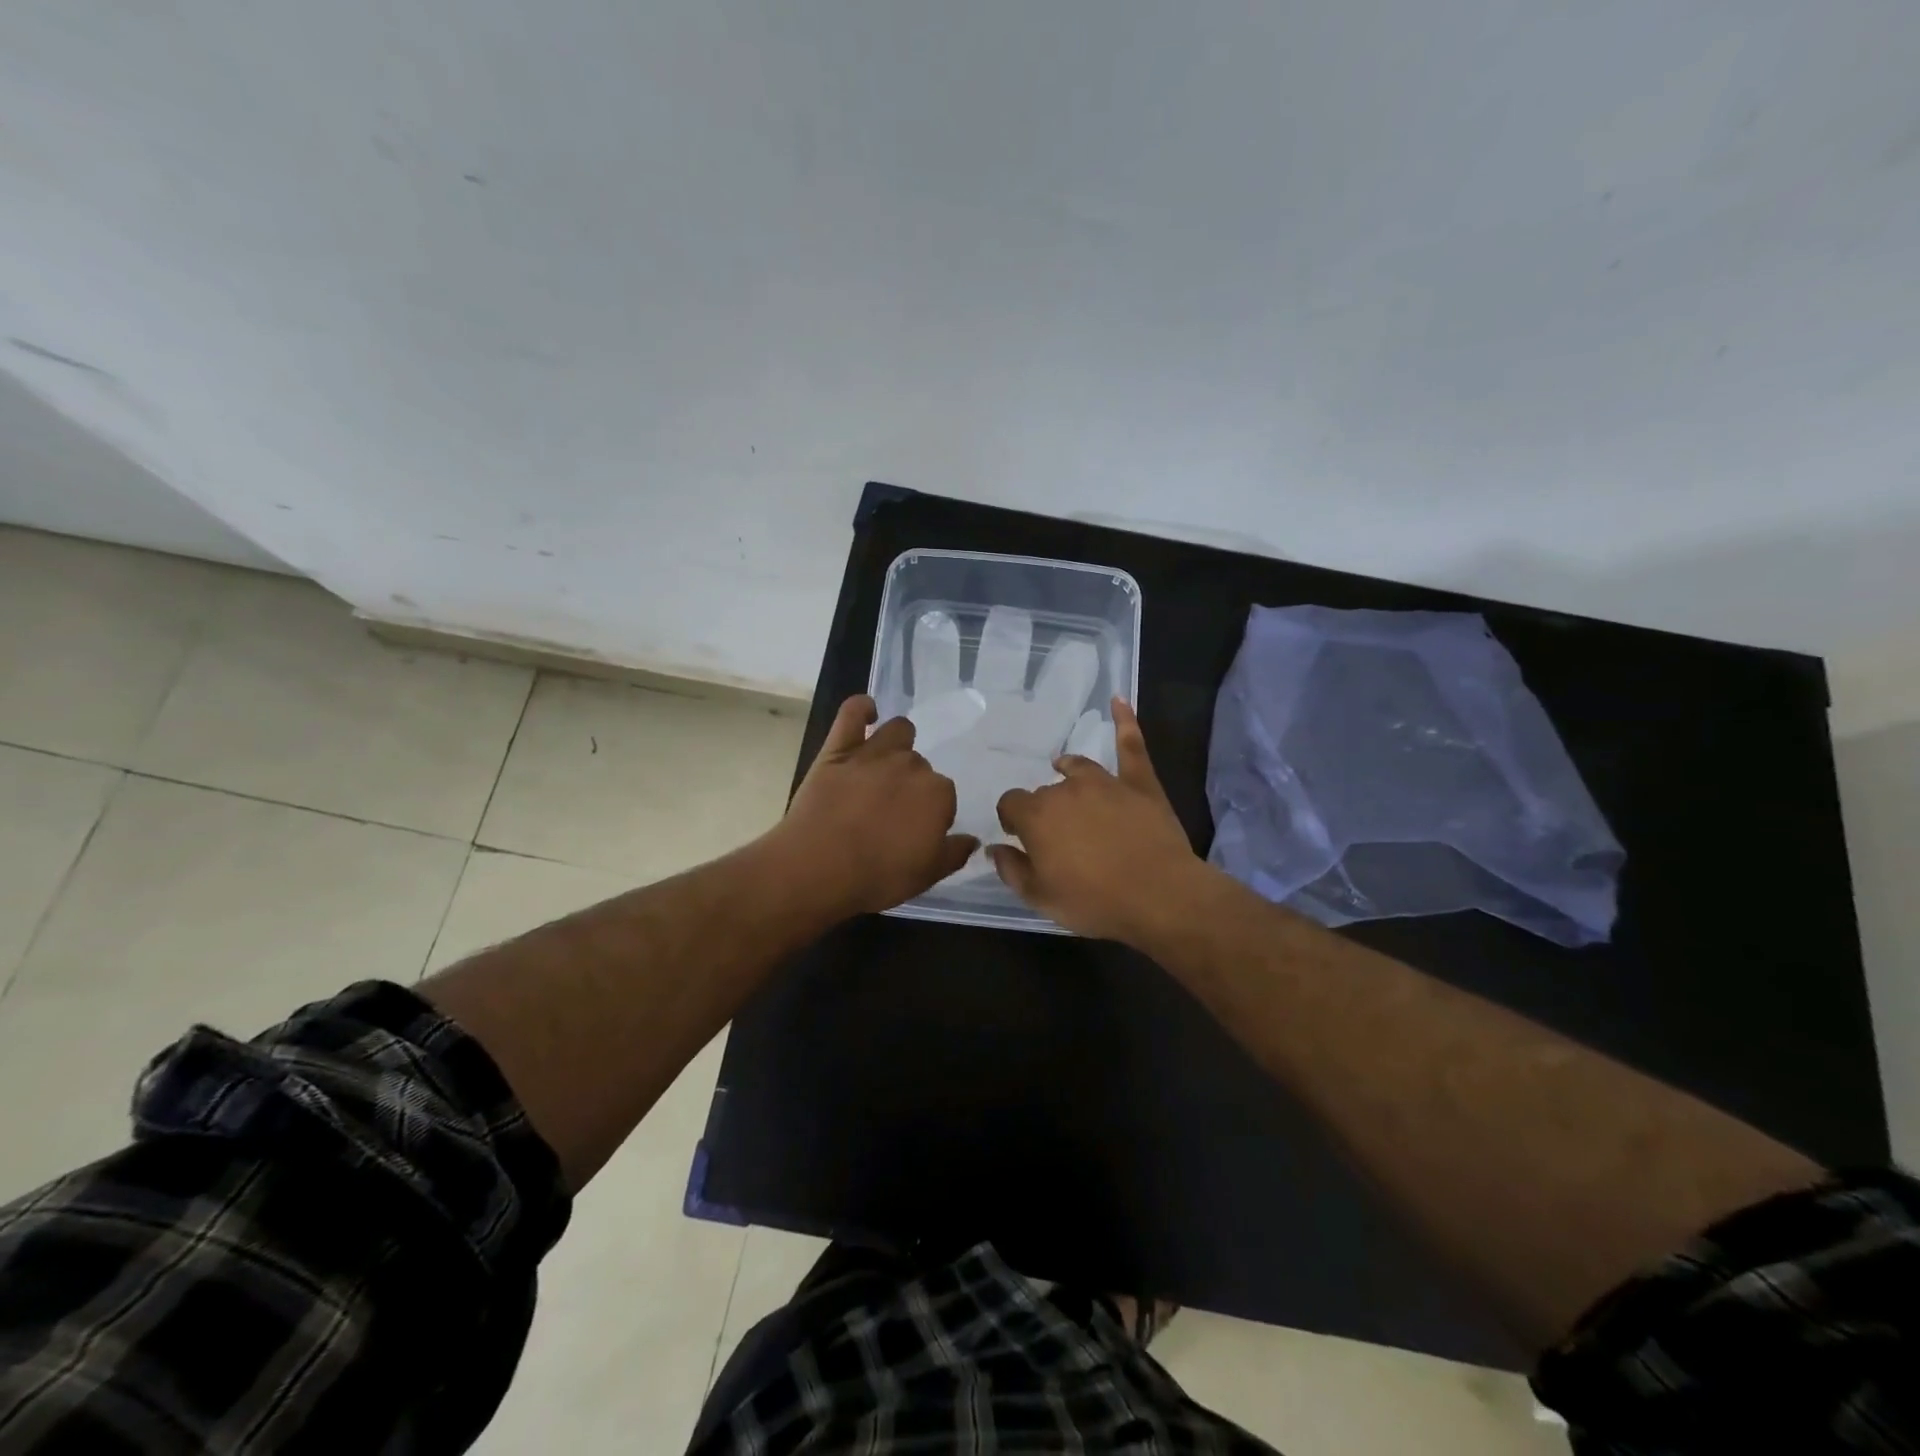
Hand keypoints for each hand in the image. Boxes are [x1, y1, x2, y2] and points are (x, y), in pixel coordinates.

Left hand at [773, 695, 976, 918]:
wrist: (817, 869)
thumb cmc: (877, 878)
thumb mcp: (927, 875)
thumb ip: (954, 853)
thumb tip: (972, 839)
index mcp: (938, 794)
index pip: (944, 795)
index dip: (931, 813)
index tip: (916, 831)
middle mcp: (911, 765)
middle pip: (920, 765)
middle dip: (912, 784)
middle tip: (893, 810)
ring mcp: (874, 752)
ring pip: (898, 731)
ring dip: (898, 744)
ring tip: (885, 766)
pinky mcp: (838, 748)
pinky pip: (853, 712)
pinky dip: (862, 708)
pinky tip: (868, 713)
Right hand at [990, 699, 1207, 942]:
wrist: (1158, 895)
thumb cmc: (1094, 900)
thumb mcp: (1041, 897)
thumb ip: (1011, 870)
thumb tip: (993, 848)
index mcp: (1036, 816)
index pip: (1010, 804)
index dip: (1012, 820)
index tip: (1020, 837)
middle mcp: (1066, 790)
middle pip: (1045, 792)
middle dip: (1045, 809)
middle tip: (1057, 835)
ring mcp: (1105, 782)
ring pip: (1078, 767)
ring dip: (1068, 770)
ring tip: (1064, 770)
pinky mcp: (1139, 783)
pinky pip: (1130, 746)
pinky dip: (1125, 722)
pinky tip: (1119, 700)